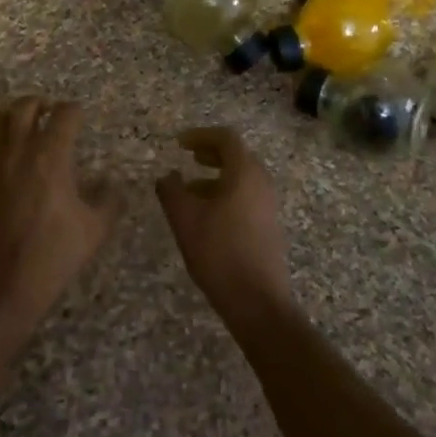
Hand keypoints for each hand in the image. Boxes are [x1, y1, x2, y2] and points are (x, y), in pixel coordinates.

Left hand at [0, 97, 118, 330]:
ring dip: (7, 118)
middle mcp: (16, 148)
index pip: (65, 113)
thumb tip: (111, 183)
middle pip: (24, 107)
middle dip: (38, 104)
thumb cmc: (50, 255)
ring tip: (15, 128)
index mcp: (51, 154)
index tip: (78, 116)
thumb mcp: (94, 230)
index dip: (74, 111)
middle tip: (46, 112)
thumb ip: (108, 200)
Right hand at [156, 127, 291, 325]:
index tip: (179, 144)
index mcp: (245, 173)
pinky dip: (226, 194)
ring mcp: (268, 205)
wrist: (257, 300)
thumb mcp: (185, 219)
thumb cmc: (219, 252)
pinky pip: (246, 197)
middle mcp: (262, 183)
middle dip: (210, 154)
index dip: (201, 135)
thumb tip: (167, 176)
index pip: (226, 138)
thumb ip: (171, 191)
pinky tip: (206, 216)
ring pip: (241, 179)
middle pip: (237, 156)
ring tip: (190, 191)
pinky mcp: (269, 225)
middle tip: (189, 158)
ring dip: (216, 177)